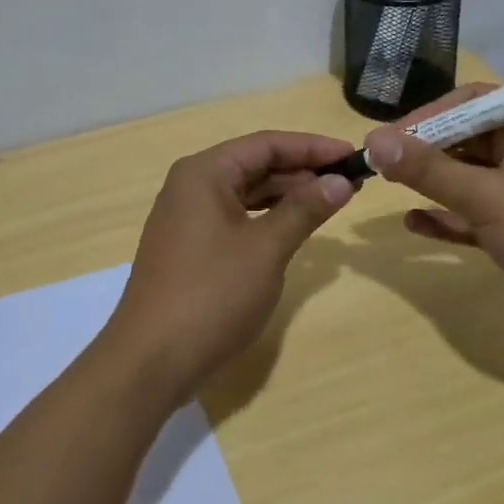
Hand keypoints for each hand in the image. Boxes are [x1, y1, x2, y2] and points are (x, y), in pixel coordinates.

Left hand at [106, 131, 356, 399]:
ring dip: (287, 195)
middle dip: (302, 171)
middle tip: (349, 182)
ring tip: (331, 202)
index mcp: (204, 172)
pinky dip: (266, 218)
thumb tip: (341, 181)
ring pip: (246, 193)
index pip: (267, 144)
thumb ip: (305, 209)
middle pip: (255, 165)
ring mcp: (186, 218)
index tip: (352, 155)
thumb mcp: (266, 248)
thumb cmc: (212, 294)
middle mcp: (191, 185)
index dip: (313, 147)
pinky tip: (294, 228)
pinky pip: (235, 217)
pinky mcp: (189, 247)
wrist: (151, 359)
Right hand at [365, 89, 503, 351]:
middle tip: (377, 167)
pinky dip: (448, 218)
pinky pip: (476, 215)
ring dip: (431, 185)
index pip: (468, 102)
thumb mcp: (488, 197)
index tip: (384, 139)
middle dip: (423, 152)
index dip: (424, 116)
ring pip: (468, 179)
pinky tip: (414, 224)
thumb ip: (429, 170)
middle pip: (465, 139)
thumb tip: (374, 140)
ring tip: (386, 189)